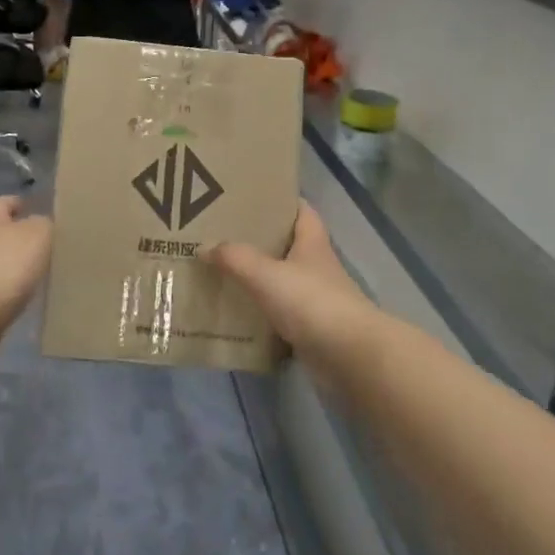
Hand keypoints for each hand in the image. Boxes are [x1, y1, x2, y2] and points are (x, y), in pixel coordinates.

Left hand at [0, 197, 53, 368]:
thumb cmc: (4, 265)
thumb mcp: (37, 234)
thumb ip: (46, 224)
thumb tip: (46, 225)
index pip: (5, 202)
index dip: (21, 203)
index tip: (41, 209)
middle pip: (3, 234)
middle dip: (24, 237)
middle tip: (55, 243)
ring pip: (3, 263)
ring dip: (21, 266)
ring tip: (51, 271)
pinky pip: (2, 291)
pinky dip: (17, 292)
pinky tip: (36, 297)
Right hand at [208, 203, 374, 368]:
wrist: (349, 356)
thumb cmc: (311, 302)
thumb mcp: (266, 274)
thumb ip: (235, 258)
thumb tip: (205, 247)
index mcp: (312, 243)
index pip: (301, 211)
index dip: (280, 201)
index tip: (251, 198)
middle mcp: (316, 267)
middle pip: (287, 246)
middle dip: (258, 241)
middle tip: (222, 236)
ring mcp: (316, 299)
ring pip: (281, 282)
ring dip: (257, 279)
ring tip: (221, 273)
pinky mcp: (311, 329)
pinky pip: (279, 315)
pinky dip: (260, 314)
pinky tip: (235, 314)